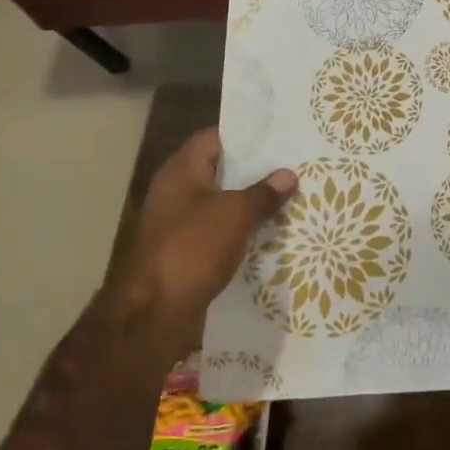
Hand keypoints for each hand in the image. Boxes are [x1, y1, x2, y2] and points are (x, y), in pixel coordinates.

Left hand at [102, 129, 295, 368]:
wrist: (153, 316)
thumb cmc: (192, 250)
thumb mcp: (235, 214)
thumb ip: (263, 193)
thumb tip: (287, 174)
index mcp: (182, 171)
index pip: (216, 137)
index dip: (248, 133)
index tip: (282, 132)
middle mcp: (177, 191)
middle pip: (222, 170)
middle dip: (257, 169)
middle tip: (296, 162)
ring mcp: (180, 223)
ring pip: (224, 202)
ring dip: (252, 201)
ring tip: (293, 194)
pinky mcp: (187, 252)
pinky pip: (221, 231)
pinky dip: (243, 229)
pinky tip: (274, 230)